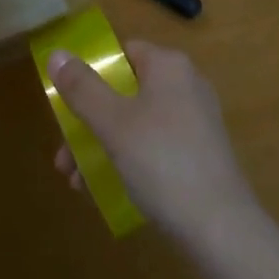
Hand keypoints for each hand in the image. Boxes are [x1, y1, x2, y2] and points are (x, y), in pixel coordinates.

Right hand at [48, 41, 261, 251]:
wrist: (220, 226)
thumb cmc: (162, 161)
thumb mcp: (113, 123)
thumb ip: (82, 88)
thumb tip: (57, 53)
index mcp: (169, 66)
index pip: (124, 52)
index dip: (93, 74)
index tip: (68, 105)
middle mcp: (186, 84)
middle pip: (126, 92)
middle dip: (91, 122)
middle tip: (64, 156)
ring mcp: (197, 121)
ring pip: (138, 123)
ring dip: (104, 146)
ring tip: (77, 182)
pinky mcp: (201, 154)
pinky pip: (156, 146)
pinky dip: (130, 160)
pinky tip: (107, 191)